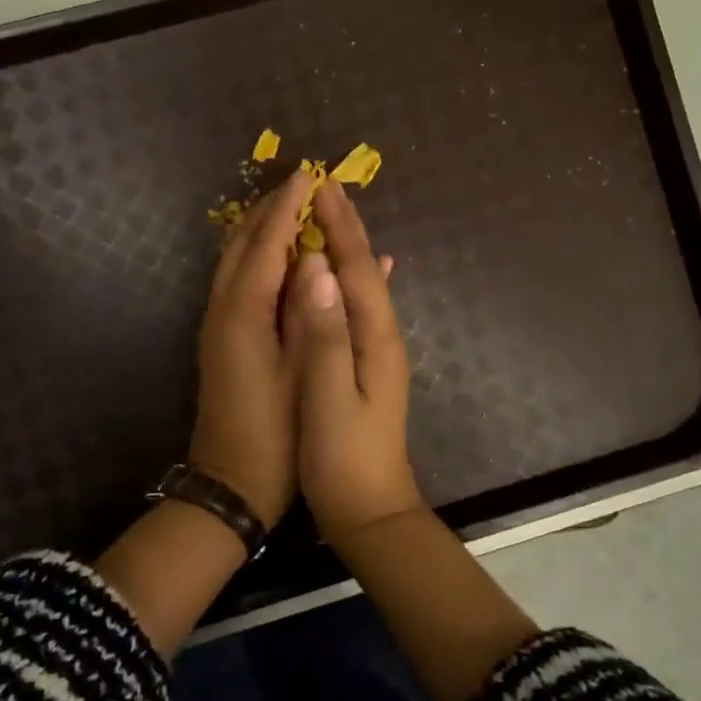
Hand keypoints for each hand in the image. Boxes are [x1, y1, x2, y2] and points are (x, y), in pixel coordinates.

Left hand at [188, 164, 316, 529]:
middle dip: (271, 209)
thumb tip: (323, 261)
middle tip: (303, 185)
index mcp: (243, 312)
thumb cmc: (277, 433)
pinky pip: (237, 278)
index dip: (289, 208)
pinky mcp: (221, 337)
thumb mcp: (303, 371)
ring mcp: (217, 322)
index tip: (311, 176)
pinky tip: (281, 255)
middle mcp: (223, 308)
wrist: (230, 483)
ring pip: (234, 259)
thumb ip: (311, 313)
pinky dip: (257, 255)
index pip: (267, 243)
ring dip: (261, 229)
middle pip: (243, 242)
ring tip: (294, 208)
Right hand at [282, 177, 421, 543]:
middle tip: (327, 188)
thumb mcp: (330, 399)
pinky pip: (359, 306)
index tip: (322, 187)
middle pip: (366, 270)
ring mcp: (378, 352)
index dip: (340, 228)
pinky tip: (352, 274)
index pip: (358, 269)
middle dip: (347, 228)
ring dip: (347, 247)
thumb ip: (325, 336)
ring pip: (364, 286)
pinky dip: (350, 279)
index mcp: (376, 339)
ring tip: (330, 216)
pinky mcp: (367, 366)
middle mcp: (383, 337)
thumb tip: (317, 272)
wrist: (371, 512)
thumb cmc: (344, 459)